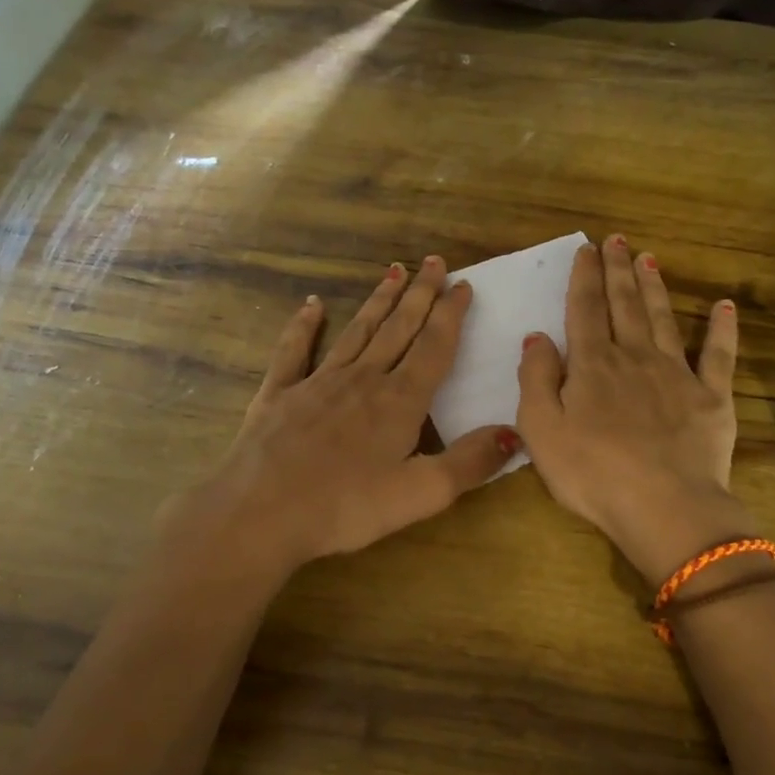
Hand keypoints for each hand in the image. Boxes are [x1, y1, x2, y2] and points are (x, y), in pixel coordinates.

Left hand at [194, 257, 517, 570]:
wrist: (260, 513)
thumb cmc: (345, 508)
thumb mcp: (420, 494)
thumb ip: (469, 463)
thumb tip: (514, 434)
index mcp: (399, 402)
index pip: (433, 348)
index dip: (451, 315)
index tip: (463, 285)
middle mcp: (362, 380)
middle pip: (398, 329)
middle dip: (420, 295)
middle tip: (435, 261)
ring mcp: (317, 383)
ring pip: (357, 331)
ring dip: (378, 301)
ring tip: (394, 271)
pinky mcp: (280, 394)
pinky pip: (295, 350)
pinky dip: (304, 325)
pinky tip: (312, 305)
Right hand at [516, 236, 751, 582]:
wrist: (663, 505)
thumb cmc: (592, 472)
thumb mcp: (541, 429)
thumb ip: (535, 379)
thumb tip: (537, 337)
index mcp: (593, 365)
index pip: (585, 310)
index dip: (584, 277)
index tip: (587, 249)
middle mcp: (635, 357)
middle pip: (625, 305)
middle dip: (619, 270)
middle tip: (618, 239)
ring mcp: (677, 374)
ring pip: (664, 319)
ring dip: (655, 288)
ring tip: (650, 259)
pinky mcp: (711, 397)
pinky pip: (718, 355)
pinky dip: (722, 329)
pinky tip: (724, 306)